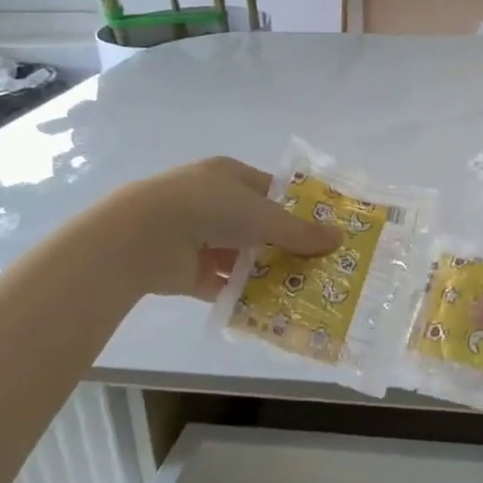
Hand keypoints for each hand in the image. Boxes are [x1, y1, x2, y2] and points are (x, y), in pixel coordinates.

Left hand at [102, 157, 340, 300]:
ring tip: (298, 290)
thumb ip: (300, 232)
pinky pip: (221, 282)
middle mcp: (212, 202)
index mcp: (228, 175)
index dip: (295, 209)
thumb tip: (339, 238)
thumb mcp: (263, 216)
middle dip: (283, 245)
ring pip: (239, 255)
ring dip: (263, 271)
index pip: (270, 190)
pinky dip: (240, 293)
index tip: (321, 230)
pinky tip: (267, 307)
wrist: (143, 235)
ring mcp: (196, 236)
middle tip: (316, 265)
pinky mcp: (184, 269)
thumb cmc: (210, 207)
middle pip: (256, 225)